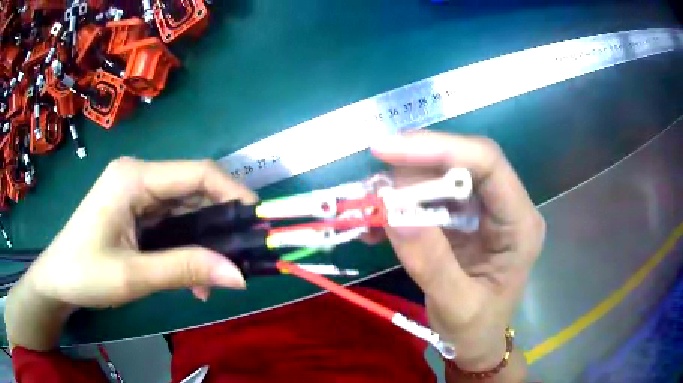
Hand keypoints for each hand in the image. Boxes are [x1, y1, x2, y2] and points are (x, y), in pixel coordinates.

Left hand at [13, 158, 252, 310]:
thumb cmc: (85, 273)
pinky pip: (170, 222)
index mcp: (134, 177)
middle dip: (218, 225)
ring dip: (201, 243)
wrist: (58, 280)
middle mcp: (138, 176)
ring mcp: (136, 192)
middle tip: (237, 260)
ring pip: (184, 210)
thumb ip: (185, 270)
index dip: (233, 193)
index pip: (197, 173)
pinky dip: (185, 247)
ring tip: (210, 280)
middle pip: (193, 191)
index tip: (258, 223)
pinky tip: (190, 277)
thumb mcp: (134, 276)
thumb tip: (239, 275)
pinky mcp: (134, 209)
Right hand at [372, 132, 544, 371]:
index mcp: (520, 224)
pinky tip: (378, 225)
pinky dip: (401, 206)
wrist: (476, 341)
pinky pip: (430, 198)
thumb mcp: (457, 306)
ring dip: (403, 187)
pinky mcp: (463, 219)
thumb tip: (394, 211)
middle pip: (464, 162)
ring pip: (443, 177)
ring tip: (370, 208)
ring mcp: (484, 211)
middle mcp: (506, 207)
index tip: (388, 151)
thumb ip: (431, 263)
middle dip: (415, 166)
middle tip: (374, 184)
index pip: (489, 164)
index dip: (440, 148)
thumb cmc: (476, 329)